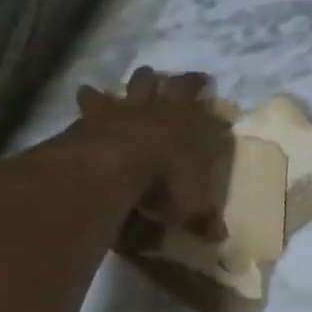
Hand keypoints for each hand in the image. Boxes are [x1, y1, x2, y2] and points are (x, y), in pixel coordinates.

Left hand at [75, 67, 233, 243]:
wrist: (114, 165)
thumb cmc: (162, 186)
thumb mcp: (189, 209)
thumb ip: (203, 220)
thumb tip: (218, 236)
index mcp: (195, 132)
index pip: (215, 121)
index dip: (220, 120)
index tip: (223, 119)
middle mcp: (168, 112)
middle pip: (182, 87)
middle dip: (189, 83)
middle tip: (196, 81)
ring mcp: (133, 106)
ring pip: (142, 81)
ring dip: (145, 79)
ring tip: (147, 75)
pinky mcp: (99, 110)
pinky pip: (95, 97)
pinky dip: (92, 95)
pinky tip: (87, 90)